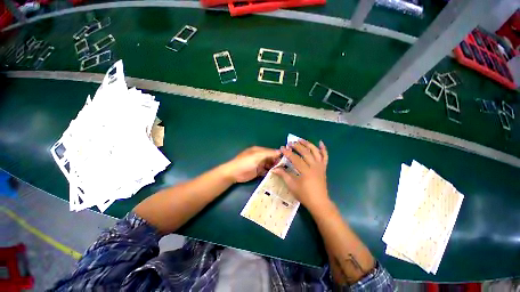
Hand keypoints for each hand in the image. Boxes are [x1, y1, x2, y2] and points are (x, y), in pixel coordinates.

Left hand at [224, 146, 280, 182]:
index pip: (271, 151)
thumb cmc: (245, 163)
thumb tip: (280, 151)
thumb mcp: (257, 156)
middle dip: (277, 162)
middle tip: (285, 168)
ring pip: (269, 165)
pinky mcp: (258, 171)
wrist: (234, 173)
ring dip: (274, 167)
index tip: (286, 160)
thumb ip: (268, 154)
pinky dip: (270, 172)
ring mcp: (259, 164)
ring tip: (282, 172)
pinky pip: (266, 171)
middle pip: (271, 158)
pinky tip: (276, 175)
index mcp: (259, 150)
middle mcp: (260, 156)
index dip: (278, 155)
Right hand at [272, 140, 329, 211]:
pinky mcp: (324, 168)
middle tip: (290, 143)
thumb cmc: (304, 195)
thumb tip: (274, 169)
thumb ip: (283, 175)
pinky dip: (323, 149)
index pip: (295, 159)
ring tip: (301, 140)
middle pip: (305, 152)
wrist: (319, 202)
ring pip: (315, 152)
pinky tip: (320, 142)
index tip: (282, 148)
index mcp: (306, 171)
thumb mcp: (292, 185)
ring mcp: (320, 166)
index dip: (288, 153)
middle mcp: (314, 166)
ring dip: (308, 144)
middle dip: (297, 146)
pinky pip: (325, 156)